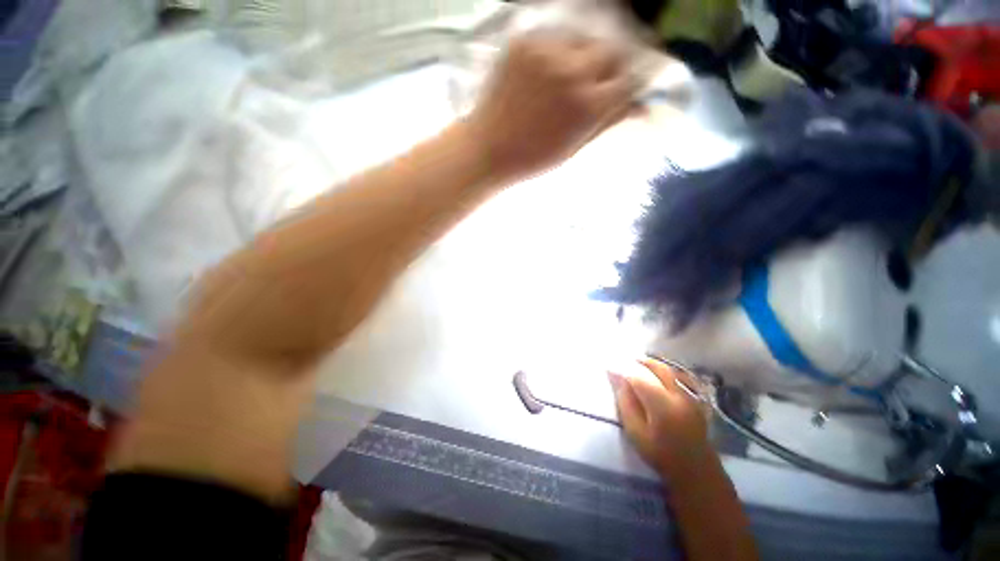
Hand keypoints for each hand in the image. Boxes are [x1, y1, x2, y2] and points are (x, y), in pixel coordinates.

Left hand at [465, 30, 634, 182]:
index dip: (627, 84)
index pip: (629, 79)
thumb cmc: (533, 158)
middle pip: (610, 51)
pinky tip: (543, 76)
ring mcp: (547, 52)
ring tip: (562, 82)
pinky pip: (554, 38)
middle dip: (606, 68)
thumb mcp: (574, 148)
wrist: (488, 149)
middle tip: (590, 85)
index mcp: (588, 106)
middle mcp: (574, 71)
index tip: (619, 89)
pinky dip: (556, 53)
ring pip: (583, 40)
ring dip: (581, 57)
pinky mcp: (525, 42)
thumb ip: (608, 122)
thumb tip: (643, 108)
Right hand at [610, 358, 714, 479]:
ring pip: (671, 370)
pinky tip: (658, 374)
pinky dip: (666, 371)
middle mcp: (679, 396)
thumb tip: (616, 380)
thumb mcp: (636, 434)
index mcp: (663, 406)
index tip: (609, 368)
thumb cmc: (661, 455)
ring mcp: (691, 397)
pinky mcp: (696, 400)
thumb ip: (626, 404)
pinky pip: (680, 377)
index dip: (623, 371)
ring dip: (654, 364)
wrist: (696, 471)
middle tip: (625, 360)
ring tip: (639, 363)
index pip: (639, 379)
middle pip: (658, 369)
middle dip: (641, 362)